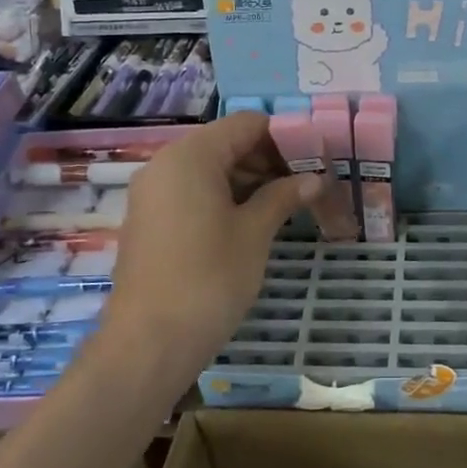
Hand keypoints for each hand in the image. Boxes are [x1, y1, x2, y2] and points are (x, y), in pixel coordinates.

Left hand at [102, 113, 321, 383]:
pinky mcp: (150, 220)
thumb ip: (283, 196)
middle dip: (268, 159)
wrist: (149, 343)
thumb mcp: (254, 232)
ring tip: (287, 204)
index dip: (285, 136)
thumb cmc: (209, 278)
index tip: (316, 158)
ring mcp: (153, 193)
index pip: (246, 124)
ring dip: (249, 180)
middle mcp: (166, 164)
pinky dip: (224, 197)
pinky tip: (253, 220)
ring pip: (210, 170)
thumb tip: (315, 179)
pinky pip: (192, 192)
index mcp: (191, 156)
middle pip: (226, 144)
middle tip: (307, 184)